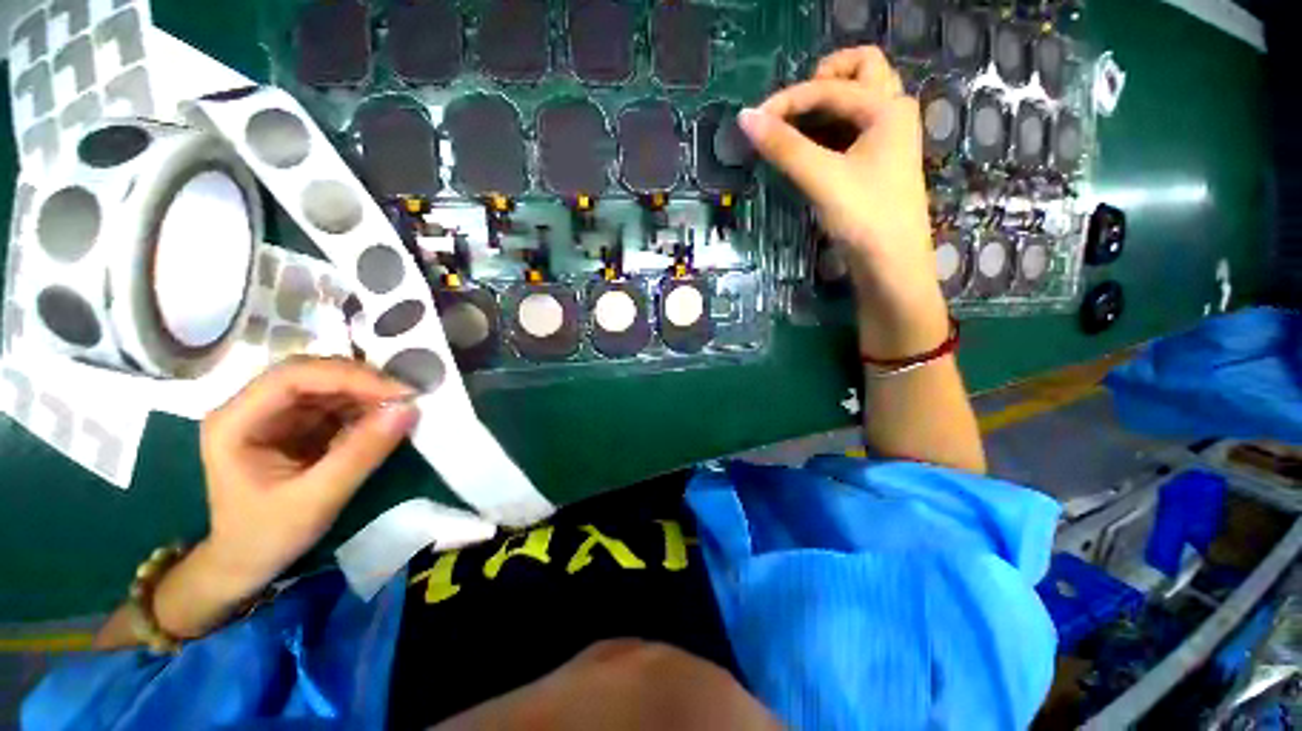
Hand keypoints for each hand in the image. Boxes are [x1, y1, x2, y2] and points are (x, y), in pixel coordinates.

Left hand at [156, 357, 418, 638]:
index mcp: (235, 422)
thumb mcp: (318, 499)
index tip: (399, 392)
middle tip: (407, 397)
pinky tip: (385, 418)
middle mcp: (251, 407)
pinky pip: (335, 402)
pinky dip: (365, 406)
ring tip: (402, 407)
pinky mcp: (295, 423)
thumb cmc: (268, 536)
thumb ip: (362, 453)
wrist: (247, 563)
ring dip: (367, 393)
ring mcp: (273, 413)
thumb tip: (410, 409)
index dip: (349, 377)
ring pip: (327, 384)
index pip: (293, 377)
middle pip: (311, 373)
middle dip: (362, 381)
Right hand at [739, 46, 948, 357]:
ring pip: (859, 98)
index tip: (754, 119)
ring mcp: (886, 139)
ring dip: (827, 102)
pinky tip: (807, 149)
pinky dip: (829, 128)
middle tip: (794, 105)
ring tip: (793, 126)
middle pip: (862, 70)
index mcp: (887, 108)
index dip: (789, 100)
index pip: (830, 88)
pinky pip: (853, 127)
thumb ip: (784, 147)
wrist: (892, 265)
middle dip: (825, 77)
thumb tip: (744, 118)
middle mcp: (892, 114)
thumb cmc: (865, 217)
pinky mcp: (875, 163)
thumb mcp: (822, 178)